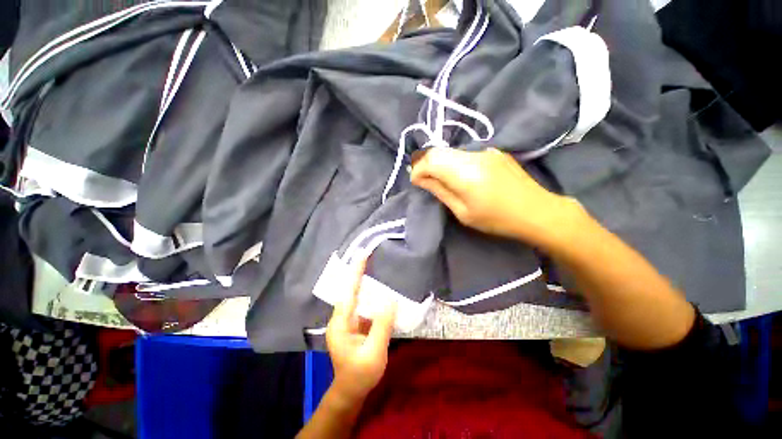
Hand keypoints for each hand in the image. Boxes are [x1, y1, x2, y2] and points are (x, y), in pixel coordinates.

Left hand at [326, 259, 396, 404]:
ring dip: (365, 282)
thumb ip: (382, 325)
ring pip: (356, 296)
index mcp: (340, 323)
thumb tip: (390, 300)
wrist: (351, 391)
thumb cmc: (360, 375)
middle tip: (368, 255)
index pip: (348, 292)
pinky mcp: (354, 324)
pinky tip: (379, 291)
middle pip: (350, 290)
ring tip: (374, 267)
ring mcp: (346, 321)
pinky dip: (370, 295)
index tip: (362, 255)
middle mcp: (340, 318)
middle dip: (358, 272)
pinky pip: (362, 305)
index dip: (355, 272)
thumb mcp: (374, 353)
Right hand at [410, 147, 580, 248]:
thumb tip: (421, 179)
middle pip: (438, 151)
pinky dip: (454, 162)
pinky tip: (461, 175)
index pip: (430, 160)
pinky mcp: (494, 151)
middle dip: (426, 164)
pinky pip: (465, 153)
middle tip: (424, 181)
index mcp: (465, 173)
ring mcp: (485, 150)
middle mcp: (474, 155)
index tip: (415, 182)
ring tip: (440, 179)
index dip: (418, 170)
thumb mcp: (463, 212)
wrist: (537, 211)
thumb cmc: (497, 219)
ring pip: (451, 151)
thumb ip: (440, 191)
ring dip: (440, 163)